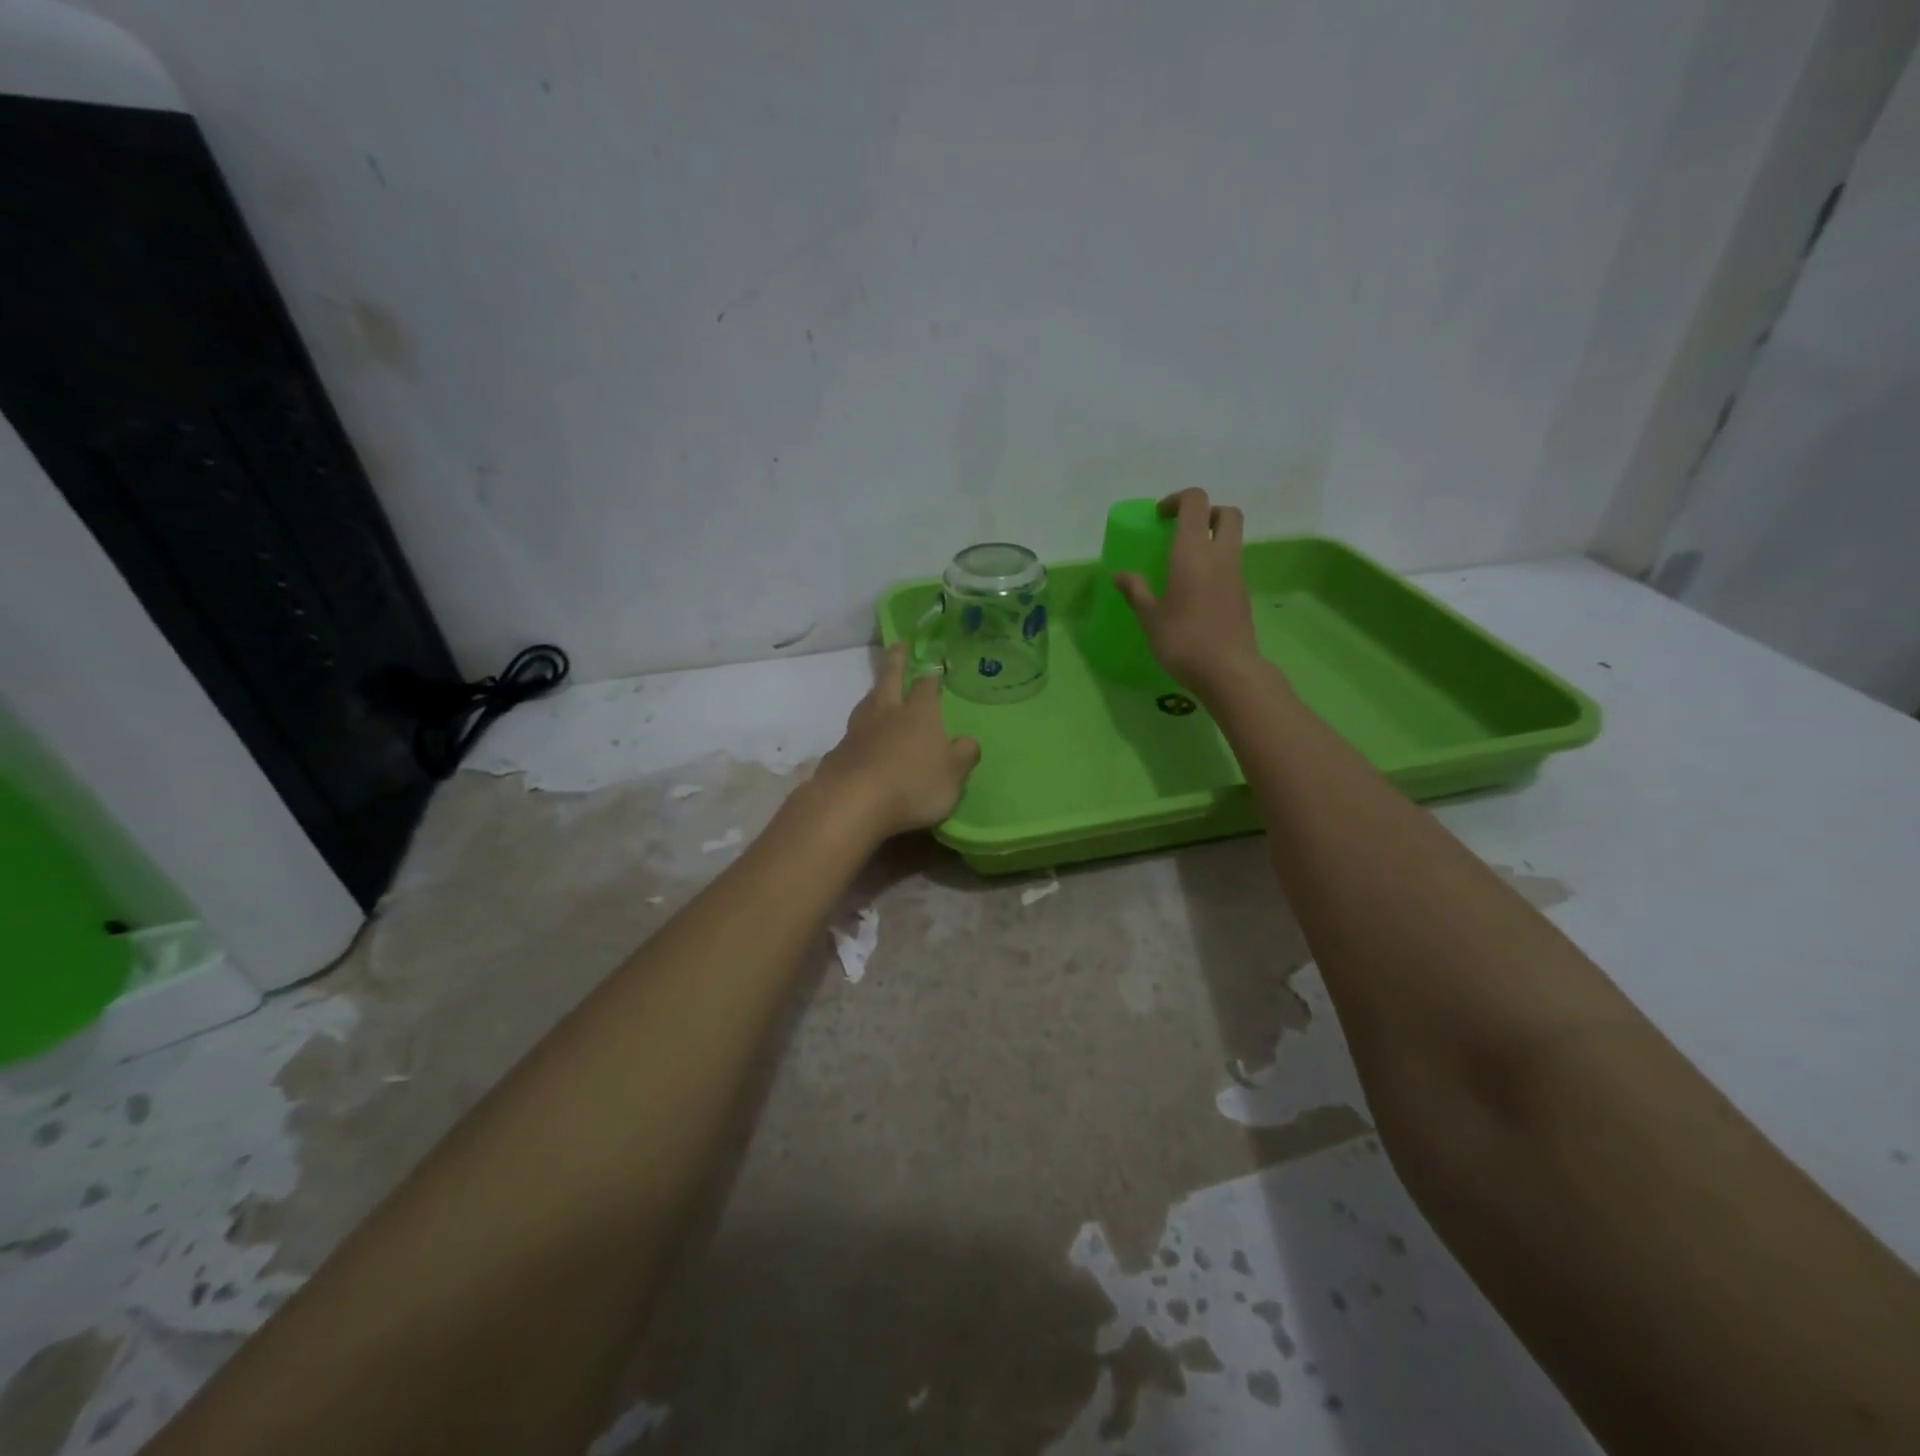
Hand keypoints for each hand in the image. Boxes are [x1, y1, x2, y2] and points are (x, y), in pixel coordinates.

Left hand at [812, 646, 981, 840]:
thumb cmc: (912, 785)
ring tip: (876, 691)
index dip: (931, 678)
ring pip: (867, 703)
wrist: (853, 802)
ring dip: (873, 694)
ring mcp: (858, 731)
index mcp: (919, 714)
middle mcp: (887, 714)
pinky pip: (851, 735)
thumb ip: (964, 755)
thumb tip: (968, 741)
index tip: (933, 669)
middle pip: (889, 680)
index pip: (926, 688)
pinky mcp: (838, 753)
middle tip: (897, 645)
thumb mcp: (953, 775)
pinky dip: (857, 732)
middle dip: (895, 662)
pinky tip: (858, 741)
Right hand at [1115, 488, 1263, 697]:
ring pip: (1233, 539)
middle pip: (1226, 513)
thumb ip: (1136, 591)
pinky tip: (1195, 590)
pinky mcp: (1243, 594)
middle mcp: (1220, 555)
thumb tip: (1120, 575)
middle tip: (1182, 531)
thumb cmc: (1183, 641)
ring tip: (1184, 562)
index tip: (1160, 517)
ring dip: (1212, 539)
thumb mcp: (1150, 618)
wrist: (1228, 671)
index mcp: (1193, 552)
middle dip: (1206, 513)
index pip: (1196, 502)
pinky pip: (1231, 565)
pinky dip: (1216, 564)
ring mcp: (1236, 574)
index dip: (1177, 500)